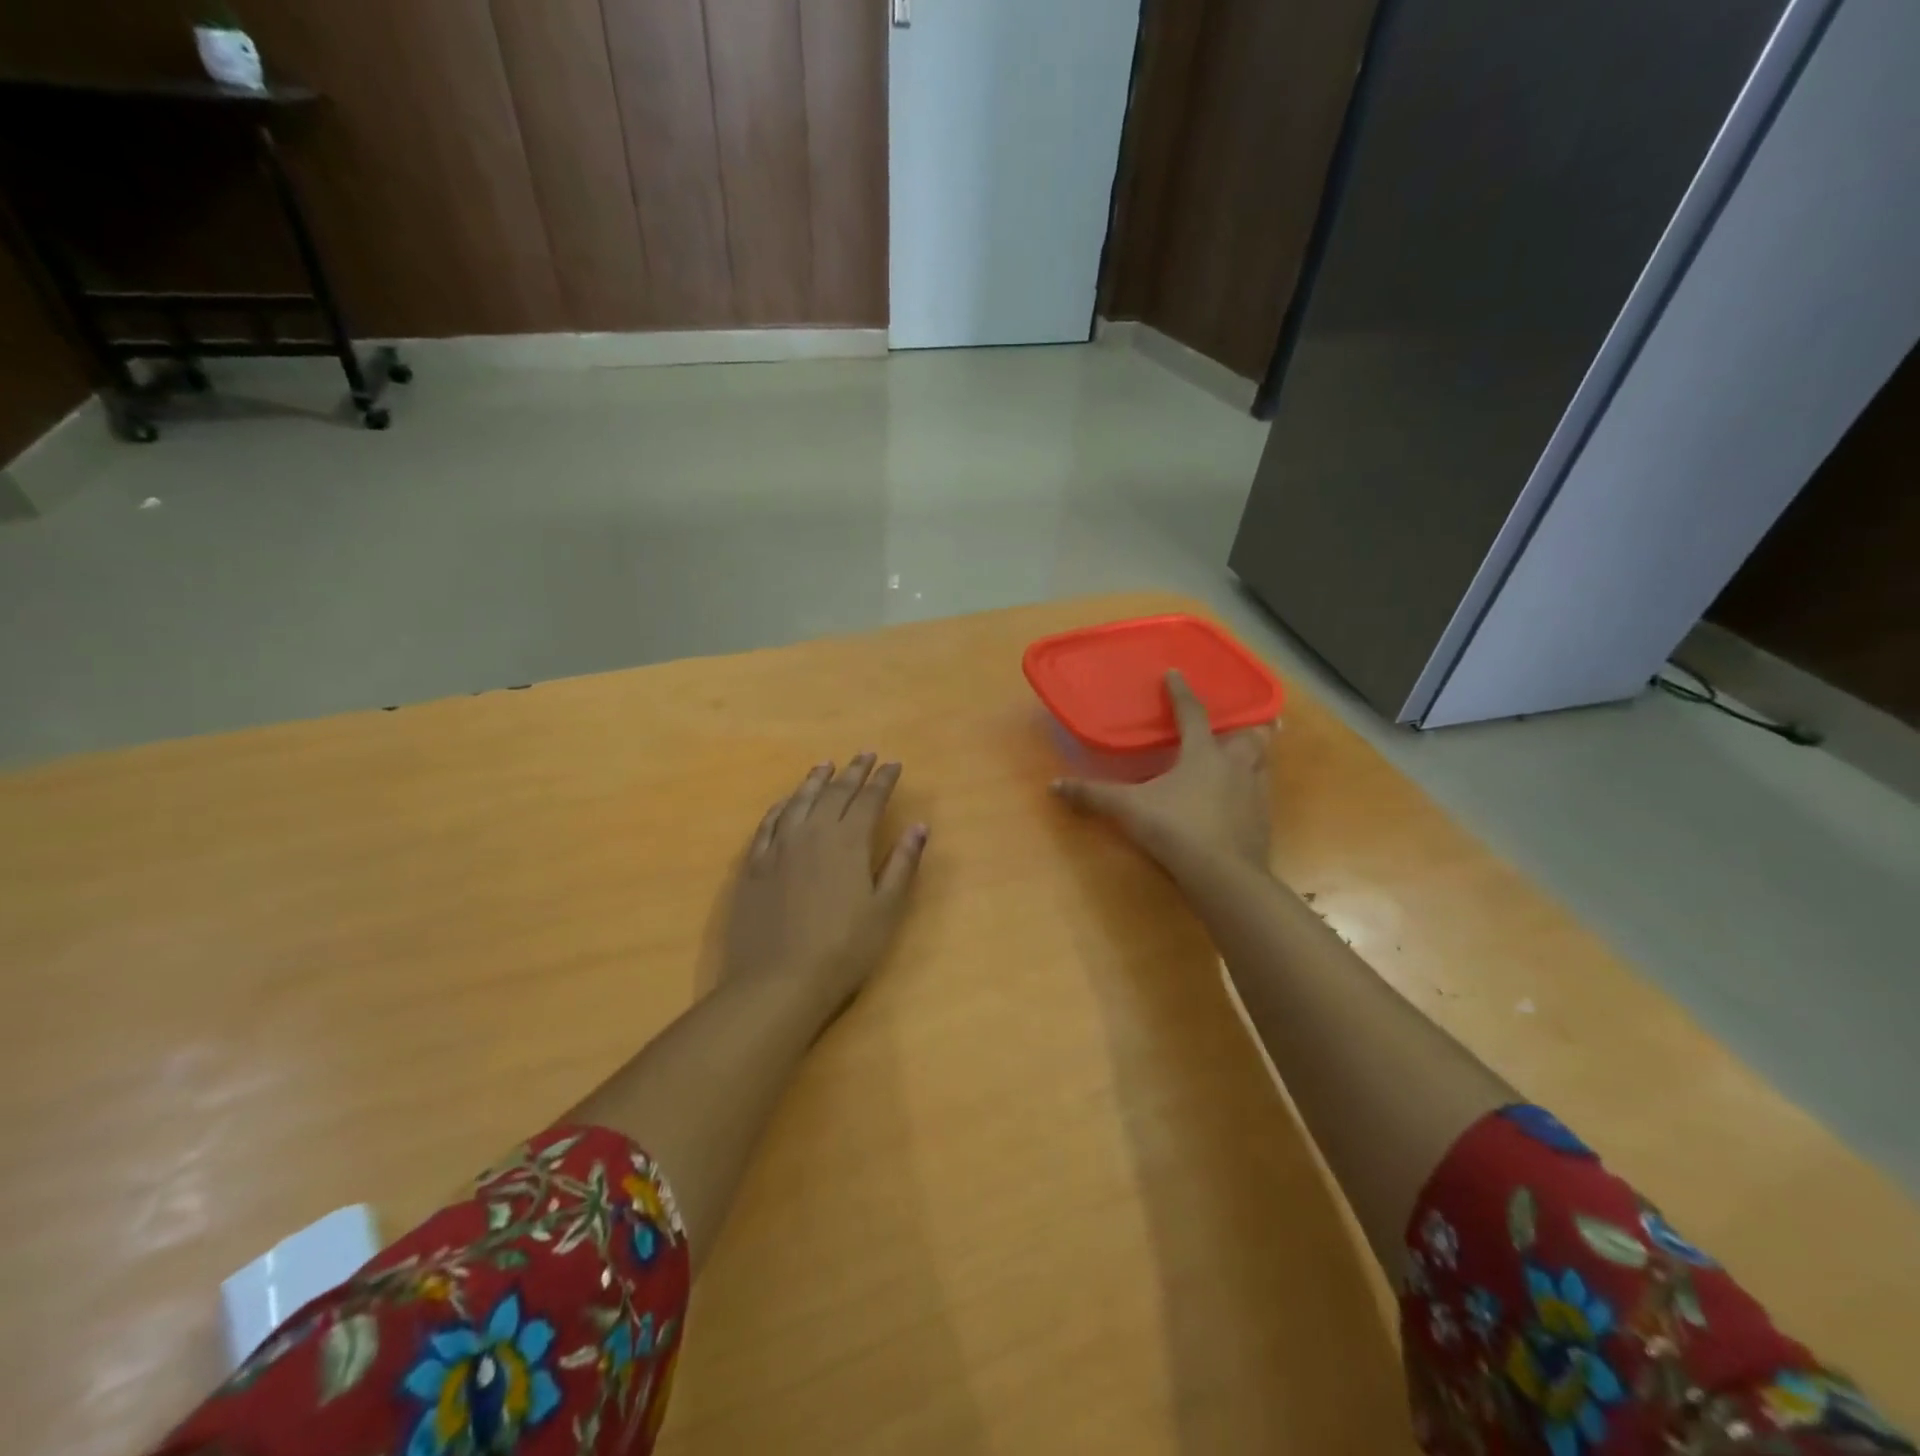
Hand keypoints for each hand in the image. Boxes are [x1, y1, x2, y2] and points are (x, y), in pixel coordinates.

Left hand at [721, 754, 928, 1012]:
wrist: (777, 982)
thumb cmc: (843, 950)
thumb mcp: (885, 910)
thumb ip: (902, 864)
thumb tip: (919, 826)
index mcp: (848, 841)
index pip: (870, 799)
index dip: (884, 780)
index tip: (894, 764)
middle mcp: (813, 832)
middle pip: (835, 792)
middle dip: (854, 772)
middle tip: (866, 755)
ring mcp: (779, 846)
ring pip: (800, 800)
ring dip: (816, 780)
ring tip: (827, 765)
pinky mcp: (754, 864)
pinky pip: (769, 823)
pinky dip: (782, 806)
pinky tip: (786, 802)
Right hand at [1051, 670, 1273, 884]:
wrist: (1225, 875)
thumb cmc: (1176, 829)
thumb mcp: (1128, 810)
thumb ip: (1093, 796)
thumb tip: (1054, 785)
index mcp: (1203, 754)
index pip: (1193, 714)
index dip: (1181, 693)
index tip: (1175, 674)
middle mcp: (1235, 766)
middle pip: (1249, 736)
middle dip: (1248, 724)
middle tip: (1243, 721)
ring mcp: (1254, 794)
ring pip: (1261, 764)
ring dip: (1255, 756)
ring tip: (1246, 757)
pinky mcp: (1263, 822)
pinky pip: (1261, 796)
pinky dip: (1252, 791)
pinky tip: (1241, 802)